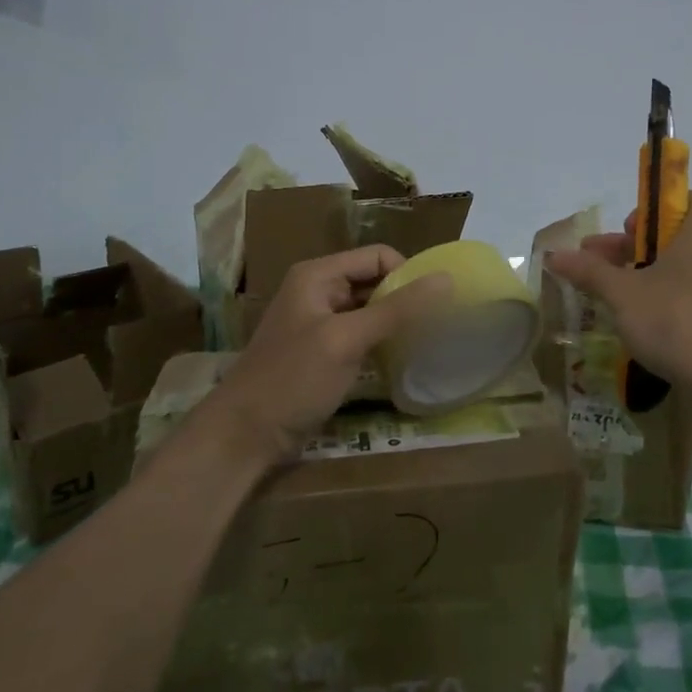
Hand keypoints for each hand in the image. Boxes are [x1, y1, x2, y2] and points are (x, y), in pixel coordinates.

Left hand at [206, 246, 451, 463]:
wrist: (245, 435)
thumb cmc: (294, 379)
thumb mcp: (347, 339)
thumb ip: (397, 309)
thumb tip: (446, 279)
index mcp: (318, 275)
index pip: (378, 256)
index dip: (407, 274)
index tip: (434, 305)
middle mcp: (318, 290)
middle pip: (374, 281)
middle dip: (404, 298)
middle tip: (437, 325)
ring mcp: (319, 322)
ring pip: (369, 310)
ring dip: (395, 322)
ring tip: (425, 342)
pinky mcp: (322, 352)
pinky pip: (360, 335)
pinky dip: (381, 342)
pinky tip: (400, 359)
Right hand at [543, 191, 691, 405]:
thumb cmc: (679, 321)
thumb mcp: (624, 294)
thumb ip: (589, 271)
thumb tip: (553, 255)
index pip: (679, 200)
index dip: (645, 214)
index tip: (623, 237)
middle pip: (677, 237)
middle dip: (634, 250)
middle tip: (598, 268)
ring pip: (687, 271)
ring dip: (650, 279)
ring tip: (614, 300)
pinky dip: (672, 303)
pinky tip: (646, 326)